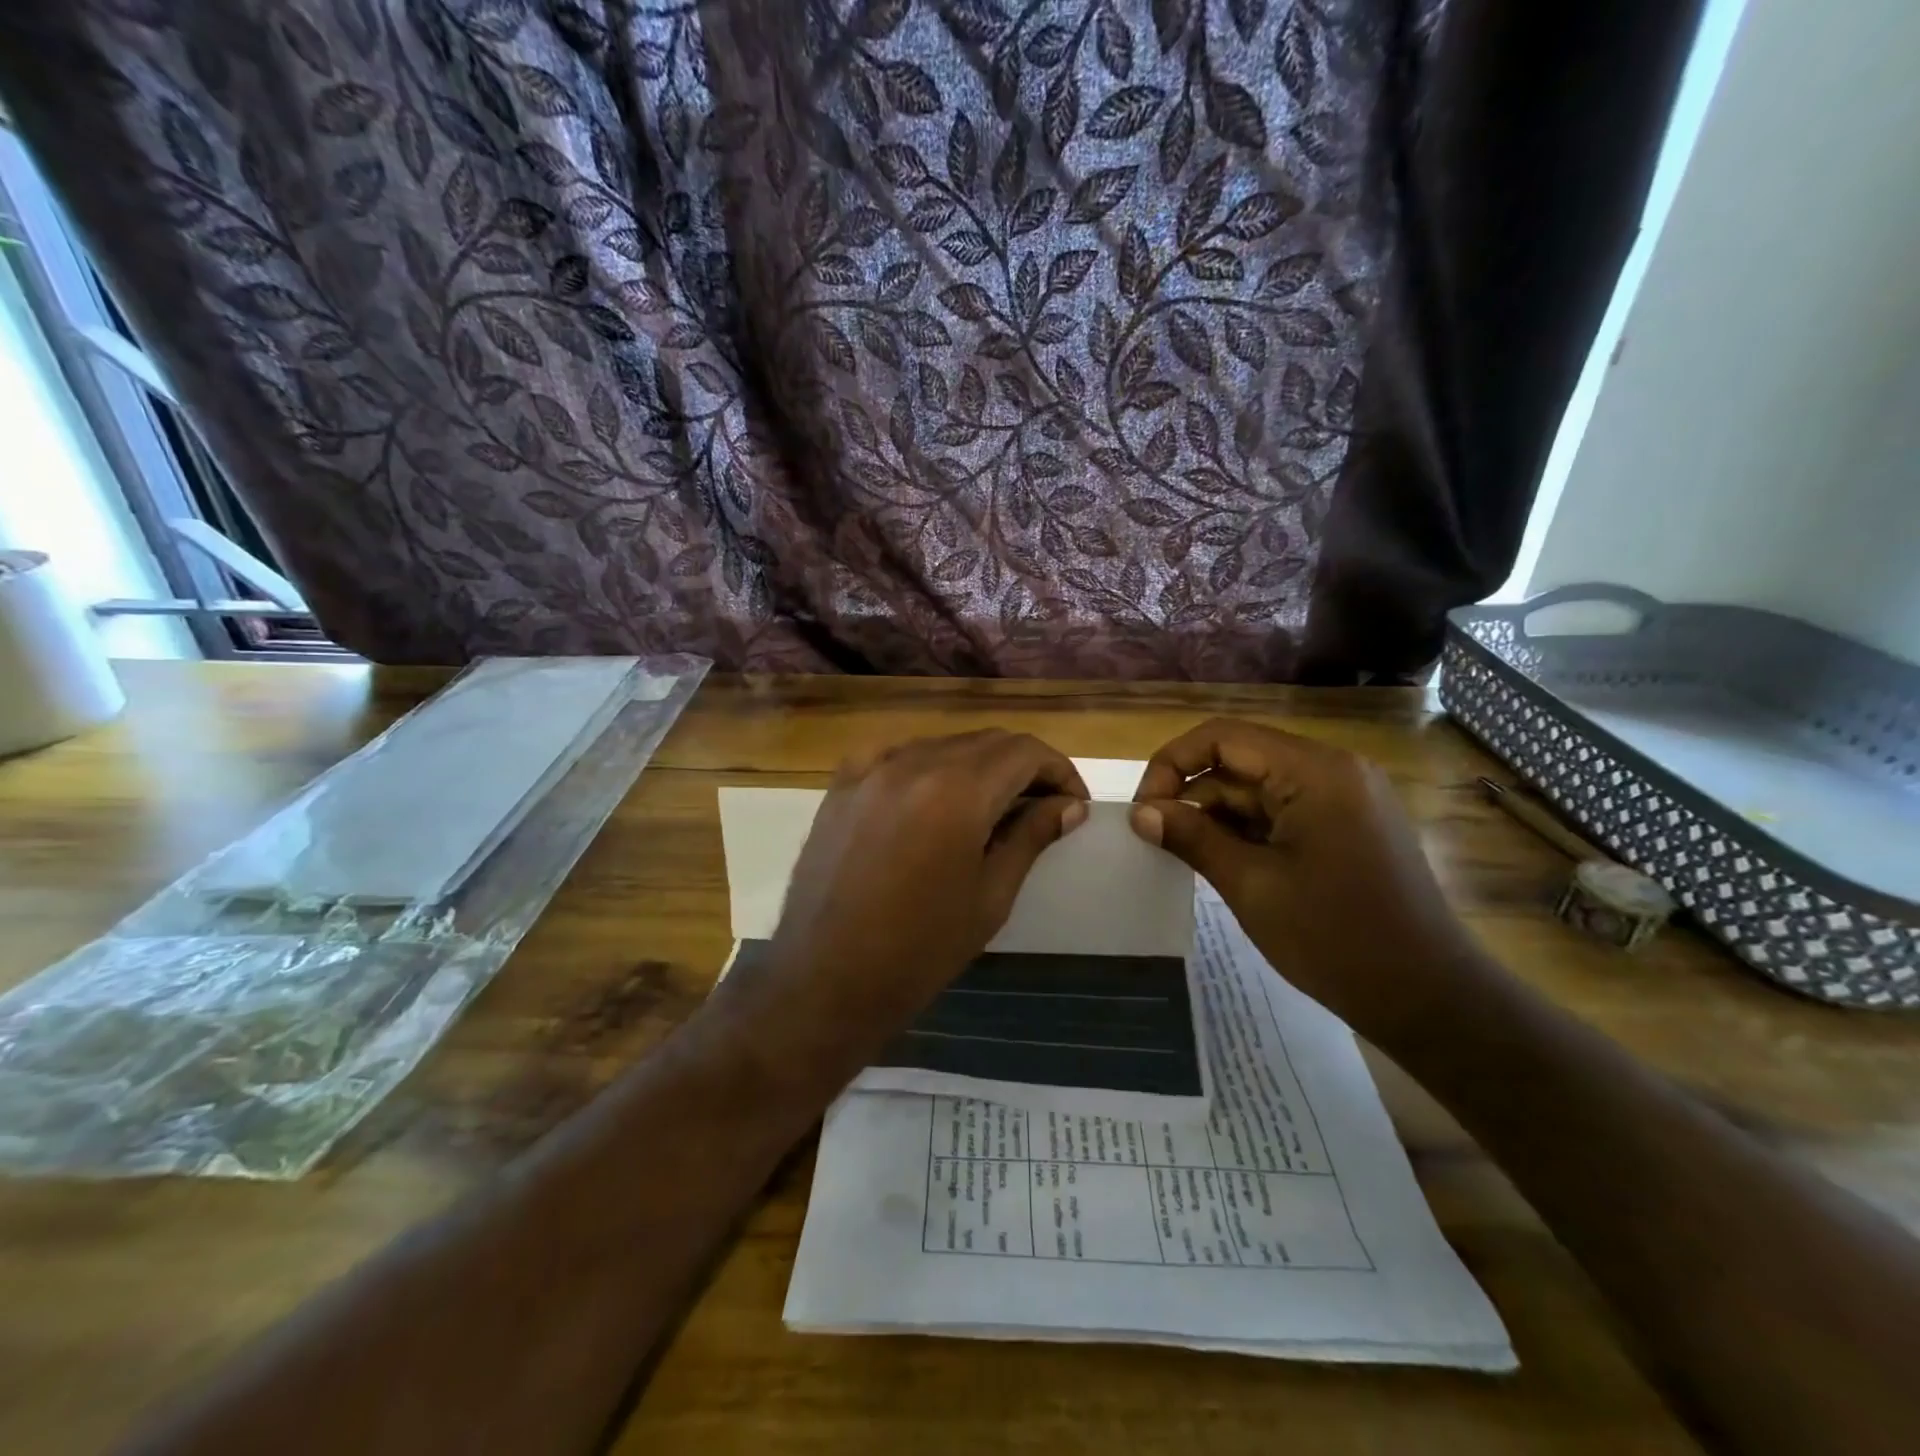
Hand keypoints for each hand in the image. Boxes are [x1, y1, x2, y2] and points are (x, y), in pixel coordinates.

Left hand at [726, 731, 1088, 1066]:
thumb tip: (1068, 806)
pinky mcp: (841, 784)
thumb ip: (1031, 837)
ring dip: (978, 765)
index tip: (1072, 803)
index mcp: (956, 791)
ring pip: (943, 744)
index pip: (1024, 751)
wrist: (824, 979)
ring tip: (992, 807)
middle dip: (1023, 766)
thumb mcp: (990, 897)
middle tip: (1042, 806)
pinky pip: (897, 756)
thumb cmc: (919, 950)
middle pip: (986, 741)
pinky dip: (929, 767)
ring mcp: (869, 769)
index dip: (1059, 770)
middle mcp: (912, 763)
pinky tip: (935, 800)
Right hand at [1130, 718, 1490, 1038]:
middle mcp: (1333, 770)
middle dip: (1194, 795)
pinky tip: (1227, 865)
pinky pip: (1283, 811)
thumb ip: (1191, 838)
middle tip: (1158, 840)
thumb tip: (1140, 813)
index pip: (1223, 737)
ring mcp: (1345, 798)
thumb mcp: (1250, 885)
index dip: (1172, 764)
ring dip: (1219, 817)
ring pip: (1259, 789)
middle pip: (1240, 760)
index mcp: (1314, 771)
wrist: (1429, 998)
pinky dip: (1248, 832)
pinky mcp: (1348, 826)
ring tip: (1189, 859)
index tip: (1145, 810)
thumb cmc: (1335, 938)